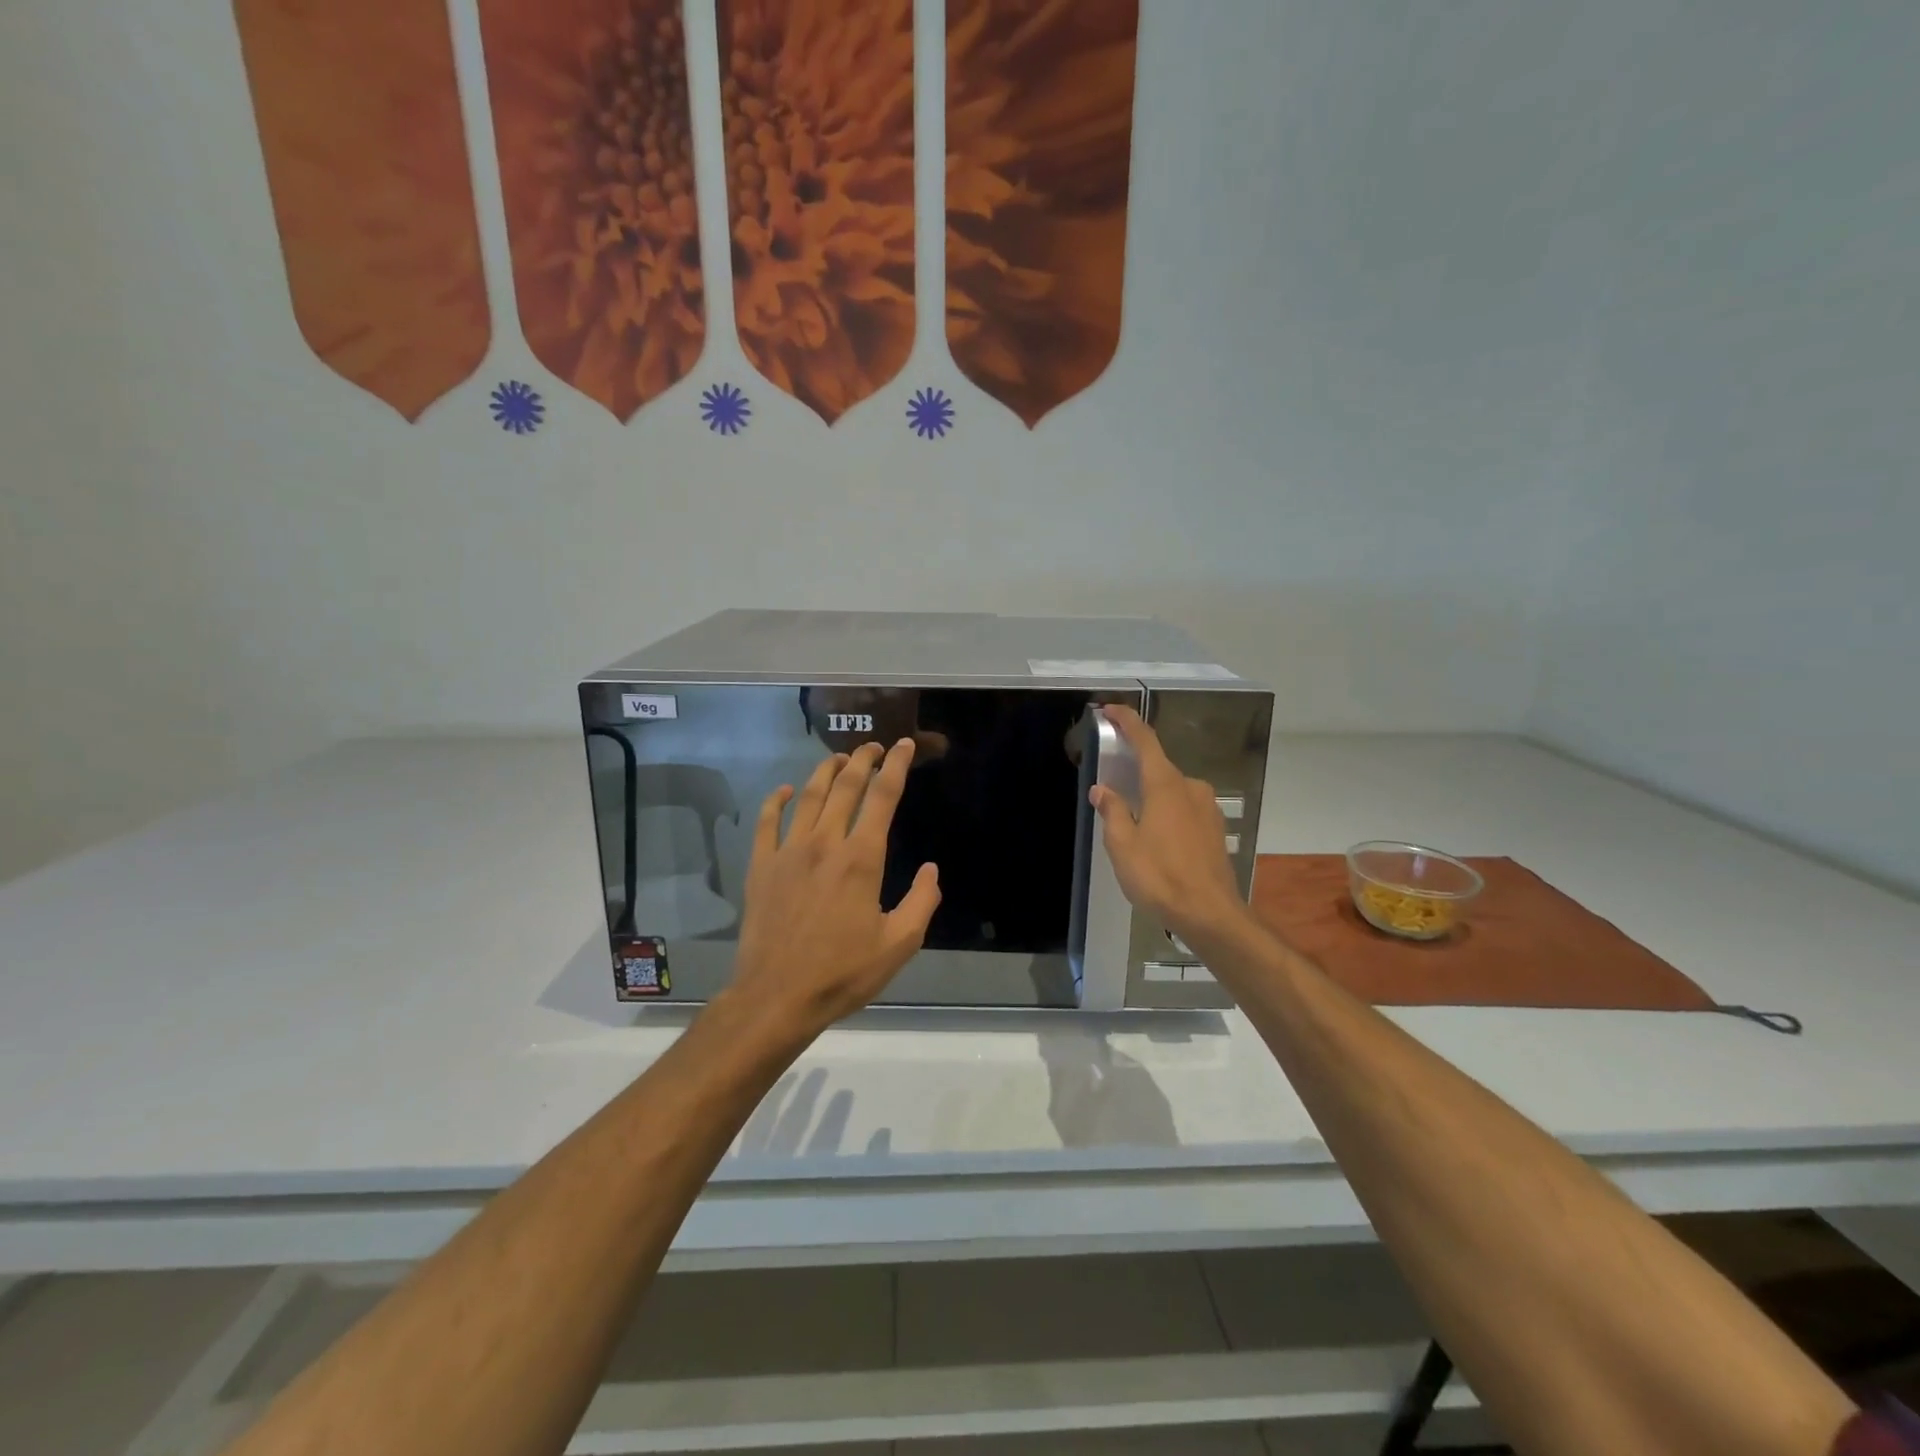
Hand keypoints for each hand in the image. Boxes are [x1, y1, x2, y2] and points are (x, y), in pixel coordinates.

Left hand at [726, 740, 940, 1040]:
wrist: (778, 997)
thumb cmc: (843, 972)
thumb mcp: (899, 944)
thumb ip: (921, 902)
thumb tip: (932, 870)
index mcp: (861, 858)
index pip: (883, 797)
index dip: (896, 766)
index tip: (904, 746)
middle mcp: (825, 843)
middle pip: (845, 786)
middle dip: (863, 760)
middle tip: (873, 746)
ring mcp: (788, 852)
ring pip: (809, 796)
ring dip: (826, 771)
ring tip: (839, 758)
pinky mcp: (761, 867)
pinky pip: (766, 821)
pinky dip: (777, 800)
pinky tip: (786, 790)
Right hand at [1090, 705, 1248, 943]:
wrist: (1210, 913)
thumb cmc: (1160, 877)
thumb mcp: (1122, 846)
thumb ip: (1112, 811)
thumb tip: (1102, 790)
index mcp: (1165, 785)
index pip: (1145, 741)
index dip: (1127, 721)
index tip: (1110, 710)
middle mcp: (1190, 788)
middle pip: (1158, 768)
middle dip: (1135, 773)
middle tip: (1112, 788)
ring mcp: (1207, 808)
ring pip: (1172, 791)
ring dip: (1151, 798)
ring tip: (1132, 823)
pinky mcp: (1214, 828)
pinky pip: (1184, 808)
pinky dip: (1167, 813)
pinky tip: (1156, 838)